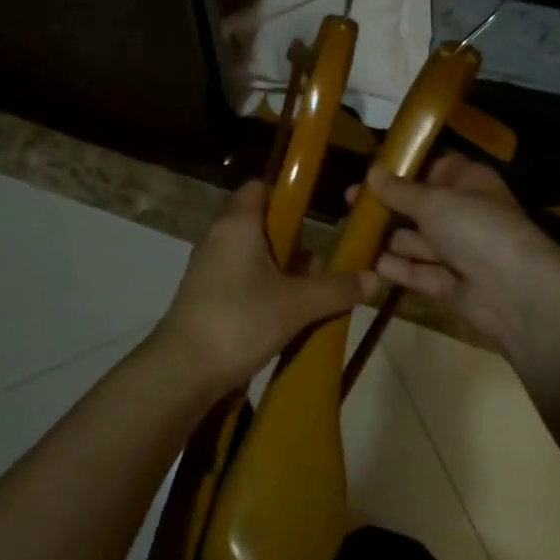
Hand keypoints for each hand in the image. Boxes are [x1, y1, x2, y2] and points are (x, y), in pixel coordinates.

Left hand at [149, 181, 373, 401]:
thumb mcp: (297, 304)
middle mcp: (219, 238)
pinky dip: (264, 292)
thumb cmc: (241, 320)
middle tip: (321, 273)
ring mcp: (208, 268)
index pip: (260, 189)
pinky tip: (284, 320)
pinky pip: (241, 280)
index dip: (287, 197)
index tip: (316, 218)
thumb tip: (376, 278)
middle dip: (295, 247)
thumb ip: (337, 289)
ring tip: (309, 302)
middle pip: (263, 227)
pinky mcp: (204, 296)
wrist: (182, 370)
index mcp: (238, 224)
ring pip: (254, 257)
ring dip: (282, 274)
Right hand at [357, 154, 559, 367]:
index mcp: (469, 183)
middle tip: (348, 203)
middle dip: (387, 205)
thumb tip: (372, 173)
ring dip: (386, 237)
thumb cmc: (477, 230)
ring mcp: (458, 251)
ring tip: (348, 232)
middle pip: (419, 205)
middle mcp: (464, 214)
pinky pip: (418, 271)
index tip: (368, 172)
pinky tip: (365, 262)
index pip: (432, 168)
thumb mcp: (434, 202)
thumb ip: (400, 190)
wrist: (517, 295)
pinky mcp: (450, 285)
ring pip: (416, 240)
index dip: (401, 168)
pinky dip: (395, 267)